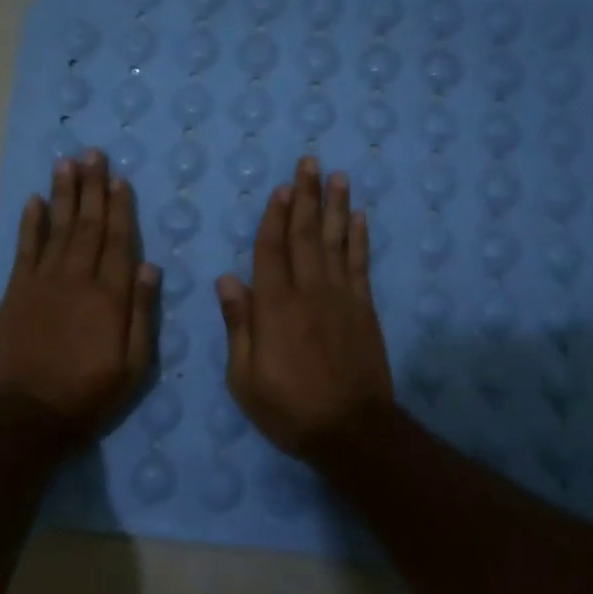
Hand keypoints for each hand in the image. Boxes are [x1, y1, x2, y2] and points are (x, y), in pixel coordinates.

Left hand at [0, 150, 158, 440]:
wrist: (29, 415)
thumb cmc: (90, 393)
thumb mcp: (134, 365)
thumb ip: (142, 313)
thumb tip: (150, 266)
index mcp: (109, 296)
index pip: (119, 241)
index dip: (120, 208)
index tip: (119, 179)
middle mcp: (77, 279)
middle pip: (88, 225)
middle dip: (92, 187)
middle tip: (92, 153)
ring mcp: (43, 282)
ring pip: (58, 228)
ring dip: (63, 194)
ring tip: (66, 163)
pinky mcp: (16, 292)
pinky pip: (25, 248)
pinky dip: (31, 222)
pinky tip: (35, 200)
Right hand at [216, 157, 394, 461]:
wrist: (351, 430)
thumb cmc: (289, 407)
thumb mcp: (245, 377)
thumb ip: (239, 324)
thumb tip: (228, 279)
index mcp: (275, 307)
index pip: (271, 250)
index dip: (275, 217)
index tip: (280, 188)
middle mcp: (309, 292)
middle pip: (306, 235)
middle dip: (306, 197)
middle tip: (309, 163)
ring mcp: (341, 298)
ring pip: (336, 242)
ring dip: (336, 207)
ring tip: (337, 176)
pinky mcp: (364, 309)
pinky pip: (361, 265)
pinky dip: (360, 239)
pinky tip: (360, 218)